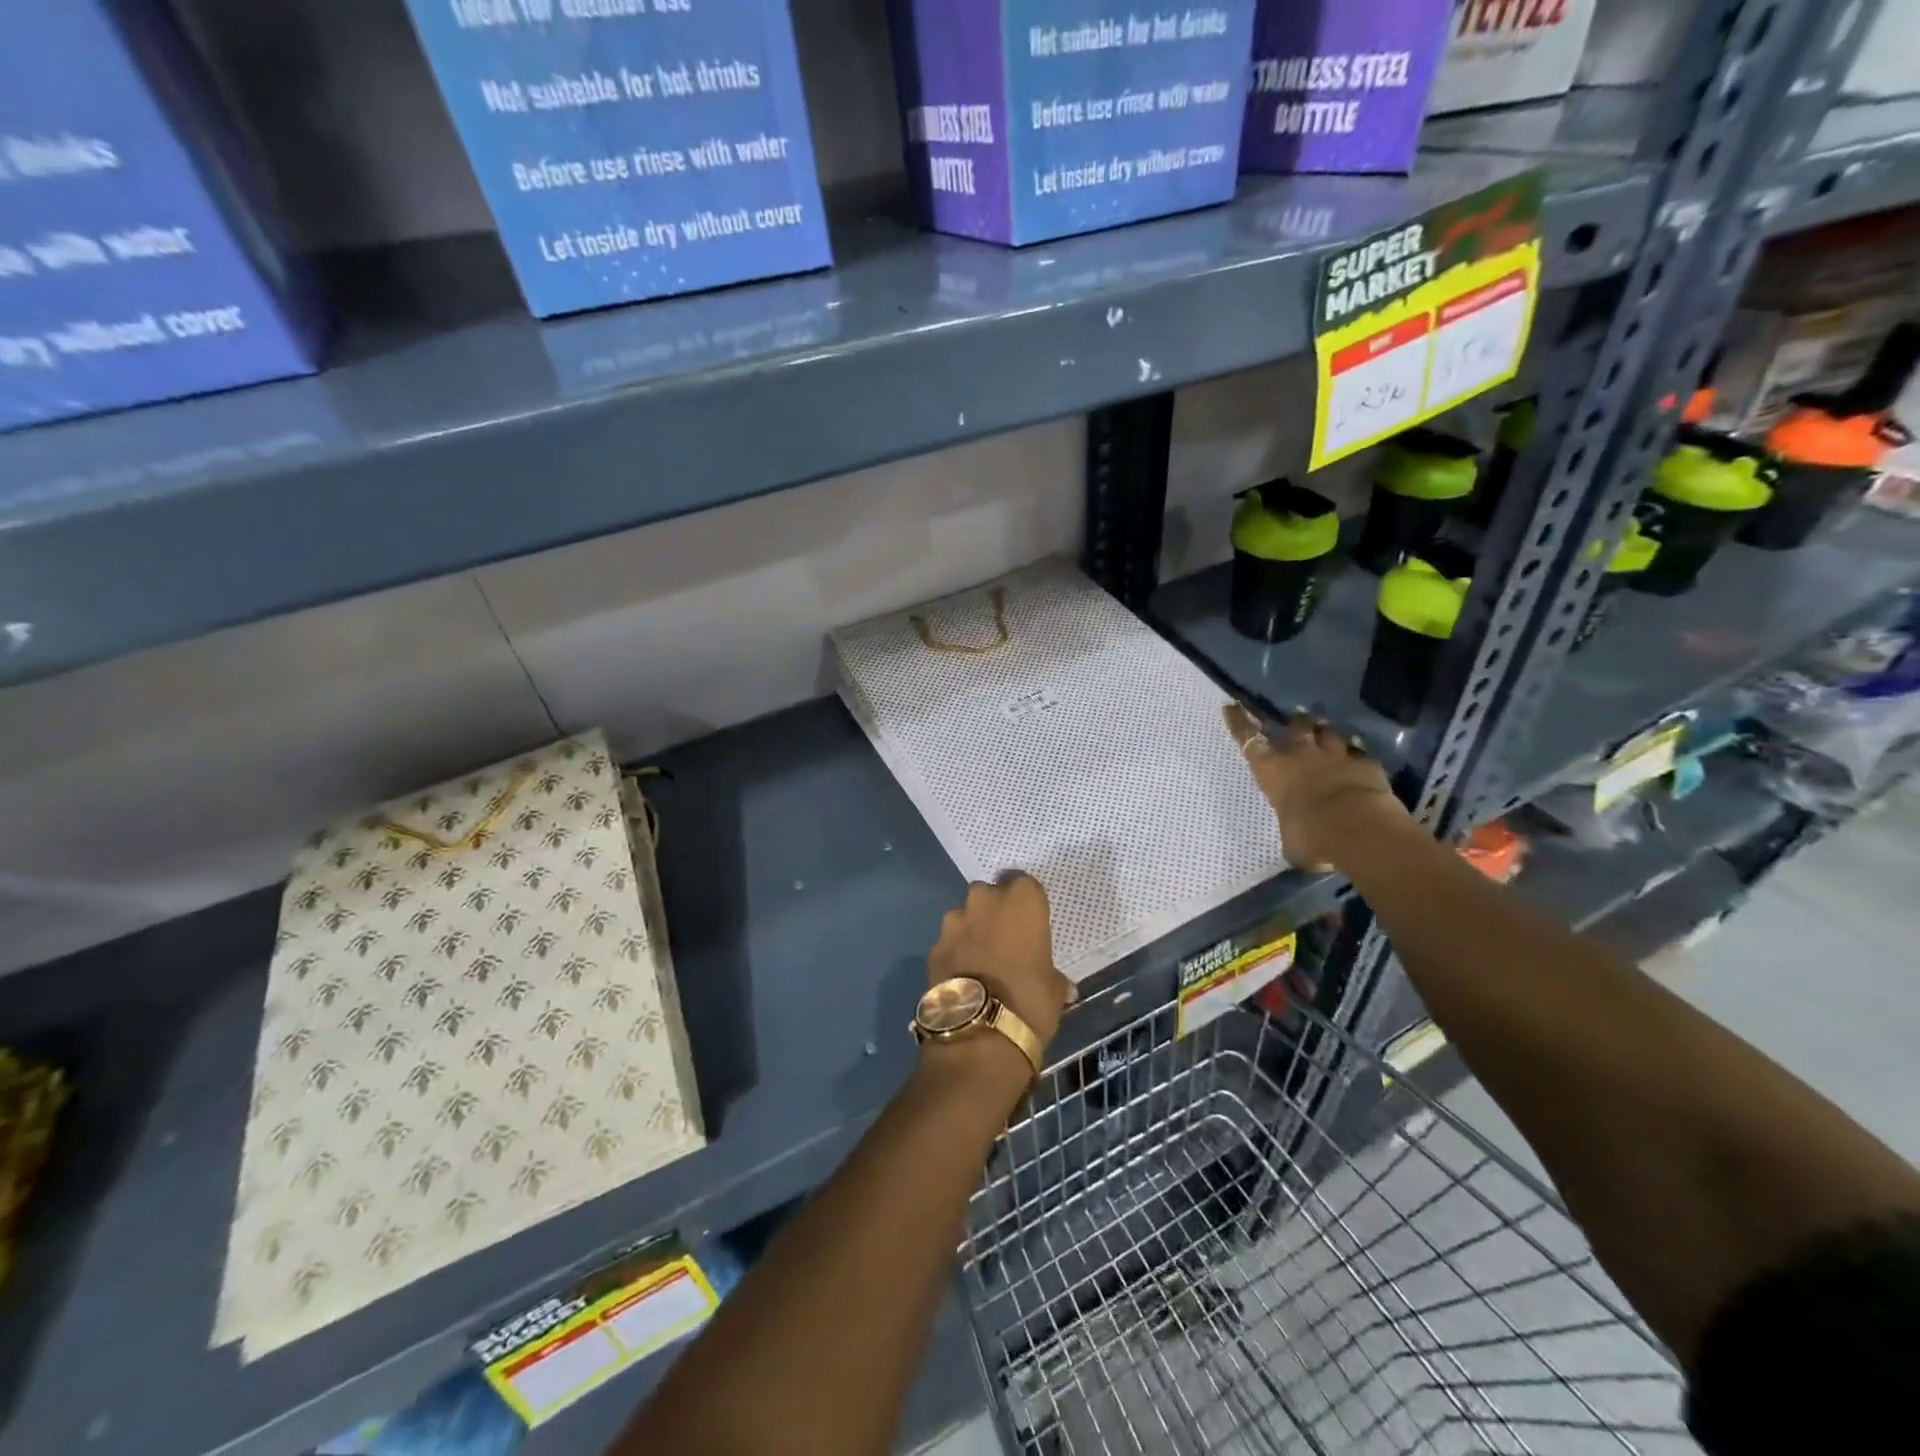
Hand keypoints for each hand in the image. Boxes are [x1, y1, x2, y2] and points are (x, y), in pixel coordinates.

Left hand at [927, 874, 1073, 1048]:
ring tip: (980, 958)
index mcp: (1022, 902)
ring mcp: (954, 922)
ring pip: (964, 914)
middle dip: (994, 909)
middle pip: (989, 893)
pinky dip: (955, 952)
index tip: (1030, 921)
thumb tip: (1061, 985)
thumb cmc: (1029, 1002)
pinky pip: (948, 941)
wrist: (978, 1033)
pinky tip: (963, 975)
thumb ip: (1054, 977)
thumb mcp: (1054, 990)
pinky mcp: (933, 946)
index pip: (1025, 884)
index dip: (1026, 902)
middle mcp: (985, 901)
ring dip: (971, 929)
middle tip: (1005, 937)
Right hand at [1224, 704, 1408, 871]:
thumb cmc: (1310, 835)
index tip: (1233, 706)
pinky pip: (1360, 753)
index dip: (1239, 723)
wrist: (1357, 827)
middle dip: (1296, 722)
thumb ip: (1294, 837)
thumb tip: (1301, 848)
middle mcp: (1301, 756)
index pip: (1248, 740)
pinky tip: (1360, 757)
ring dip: (1326, 733)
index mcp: (1272, 771)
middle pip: (1297, 727)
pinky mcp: (1366, 764)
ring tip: (1327, 733)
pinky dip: (1358, 755)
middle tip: (1298, 718)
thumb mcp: (1292, 843)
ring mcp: (1336, 756)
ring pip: (1329, 734)